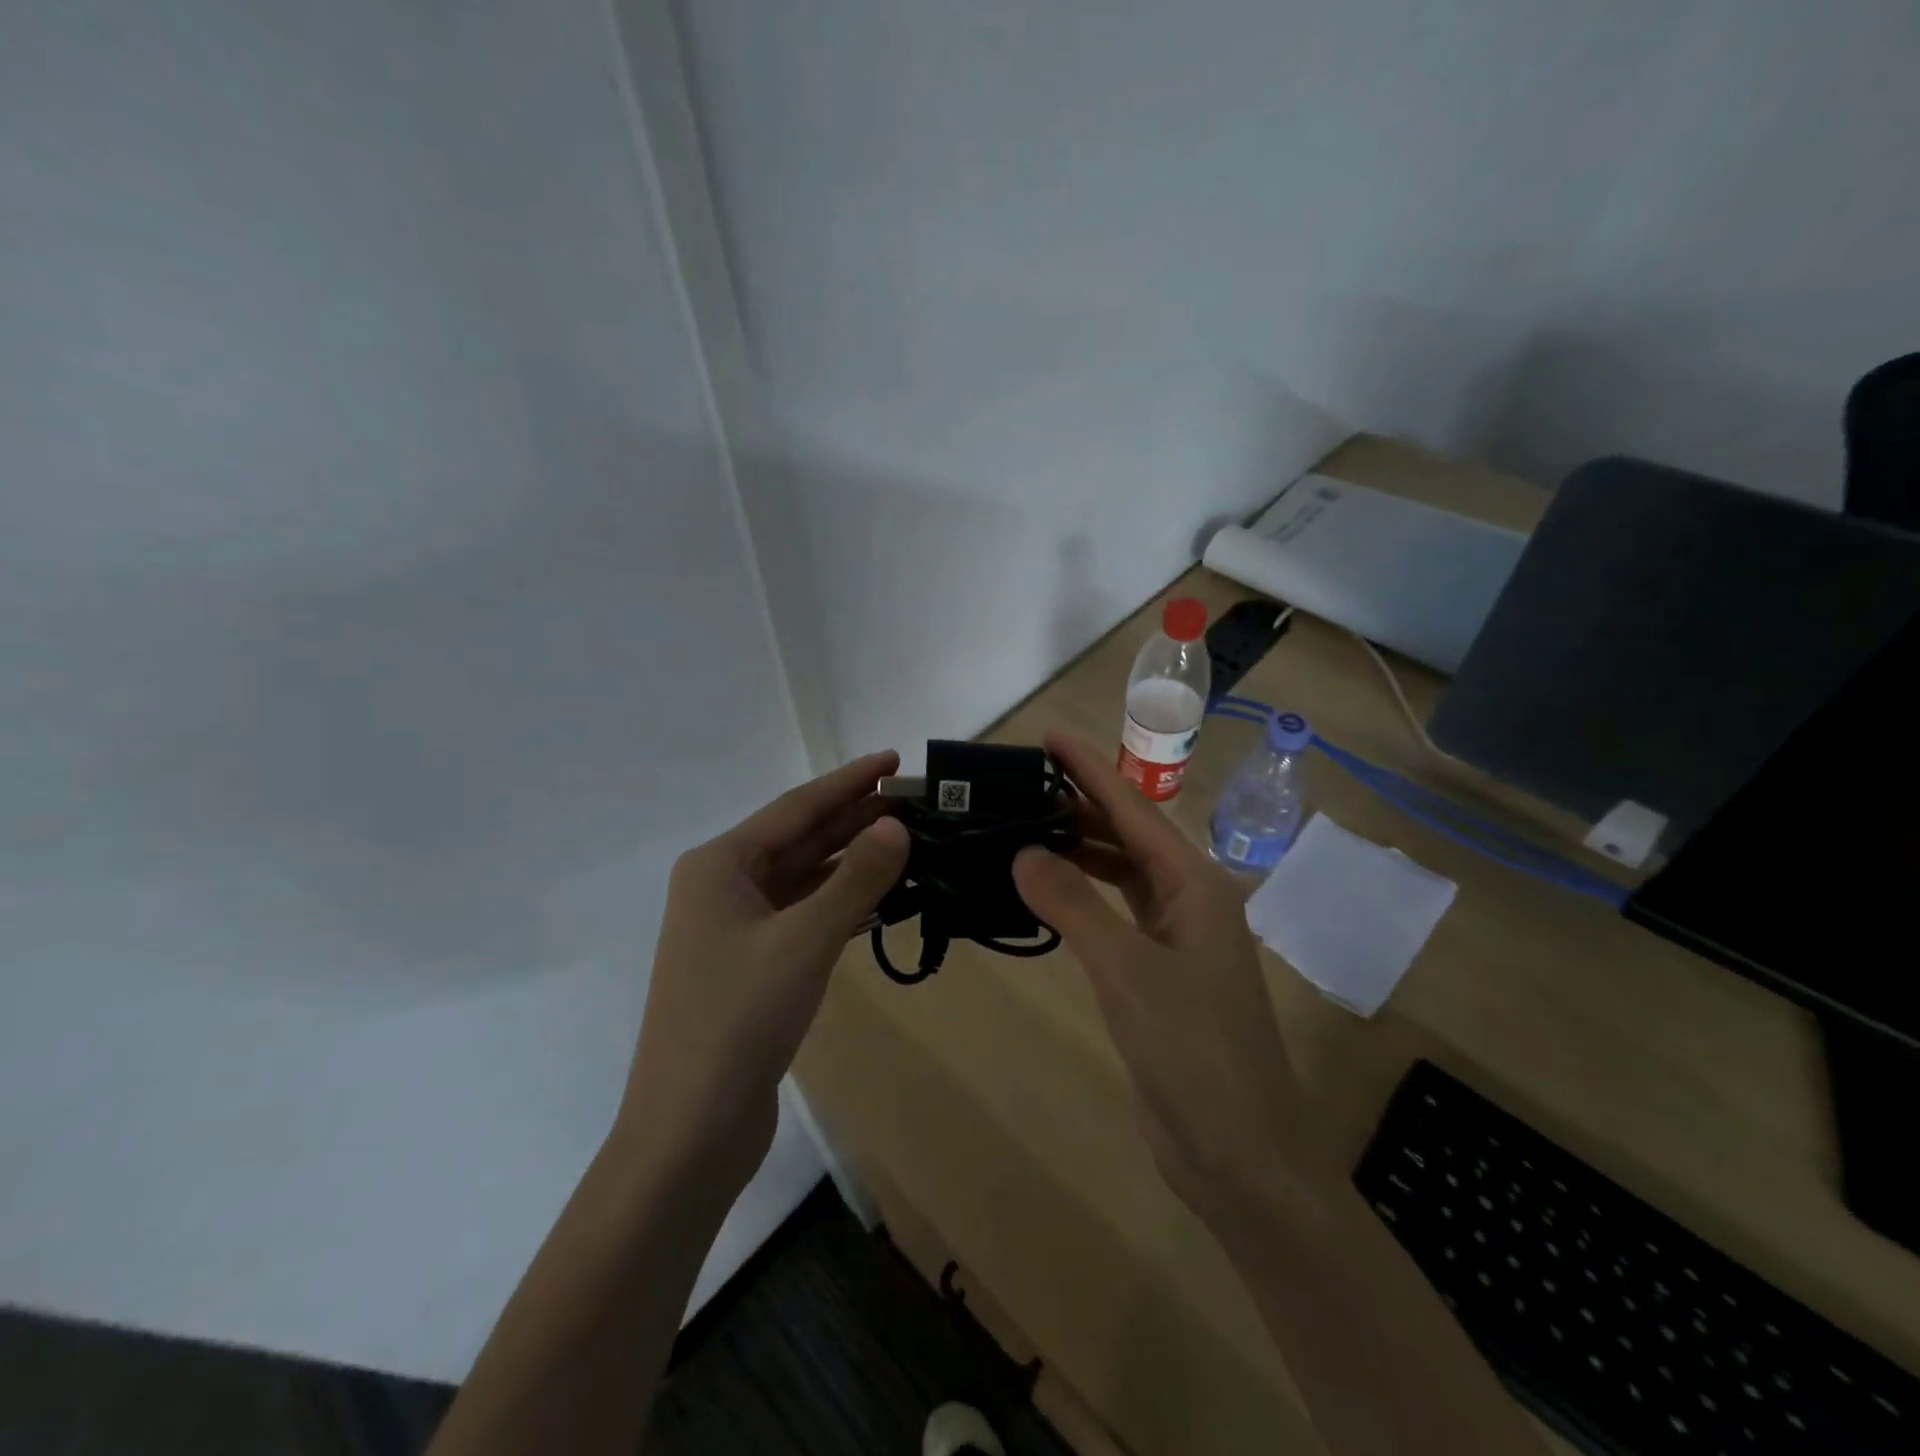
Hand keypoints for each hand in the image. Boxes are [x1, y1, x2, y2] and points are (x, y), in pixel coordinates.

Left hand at [619, 752, 909, 1196]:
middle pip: (800, 838)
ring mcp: (736, 927)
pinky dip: (841, 901)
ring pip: (804, 877)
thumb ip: (855, 880)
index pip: (796, 808)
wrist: (690, 1129)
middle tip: (914, 800)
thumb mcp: (804, 941)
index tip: (894, 759)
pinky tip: (881, 895)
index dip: (849, 782)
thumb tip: (897, 826)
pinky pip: (804, 914)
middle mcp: (722, 886)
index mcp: (719, 865)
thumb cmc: (739, 1020)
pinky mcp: (753, 964)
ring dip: (852, 860)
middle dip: (855, 818)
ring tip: (907, 840)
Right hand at [1013, 733, 1327, 1220]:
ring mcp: (1175, 939)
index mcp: (1195, 885)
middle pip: (1127, 836)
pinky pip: (1114, 916)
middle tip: (1020, 785)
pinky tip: (1047, 893)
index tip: (1048, 736)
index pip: (1131, 810)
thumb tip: (1023, 851)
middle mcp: (1189, 901)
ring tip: (1024, 828)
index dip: (1088, 769)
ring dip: (1078, 851)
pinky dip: (1082, 898)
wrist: (1240, 1154)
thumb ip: (1073, 904)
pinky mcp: (1158, 974)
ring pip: (1120, 876)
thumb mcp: (1126, 970)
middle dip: (1078, 806)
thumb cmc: (1193, 1051)